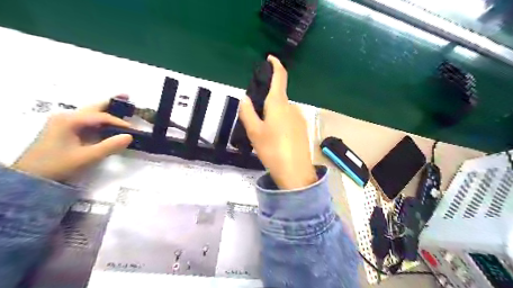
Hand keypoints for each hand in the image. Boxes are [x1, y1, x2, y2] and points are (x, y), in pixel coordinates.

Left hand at [11, 99, 132, 181]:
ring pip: (90, 112)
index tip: (133, 130)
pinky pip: (86, 120)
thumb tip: (130, 136)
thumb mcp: (86, 157)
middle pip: (94, 107)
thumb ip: (110, 146)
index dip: (119, 122)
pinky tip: (107, 121)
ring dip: (106, 109)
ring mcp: (63, 121)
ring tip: (121, 104)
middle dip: (111, 102)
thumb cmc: (58, 165)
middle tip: (127, 96)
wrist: (31, 177)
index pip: (102, 117)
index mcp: (70, 120)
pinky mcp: (63, 129)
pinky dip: (99, 119)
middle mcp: (66, 116)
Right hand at [239, 55, 316, 189]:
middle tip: (255, 116)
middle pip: (278, 97)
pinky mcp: (303, 129)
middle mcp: (292, 107)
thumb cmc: (273, 150)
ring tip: (264, 132)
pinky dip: (280, 121)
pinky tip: (276, 138)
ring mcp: (300, 118)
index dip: (275, 65)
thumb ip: (247, 112)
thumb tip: (245, 98)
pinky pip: (289, 119)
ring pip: (283, 110)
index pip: (280, 77)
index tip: (270, 59)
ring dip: (273, 114)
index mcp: (279, 104)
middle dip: (266, 100)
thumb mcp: (254, 132)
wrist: (296, 172)